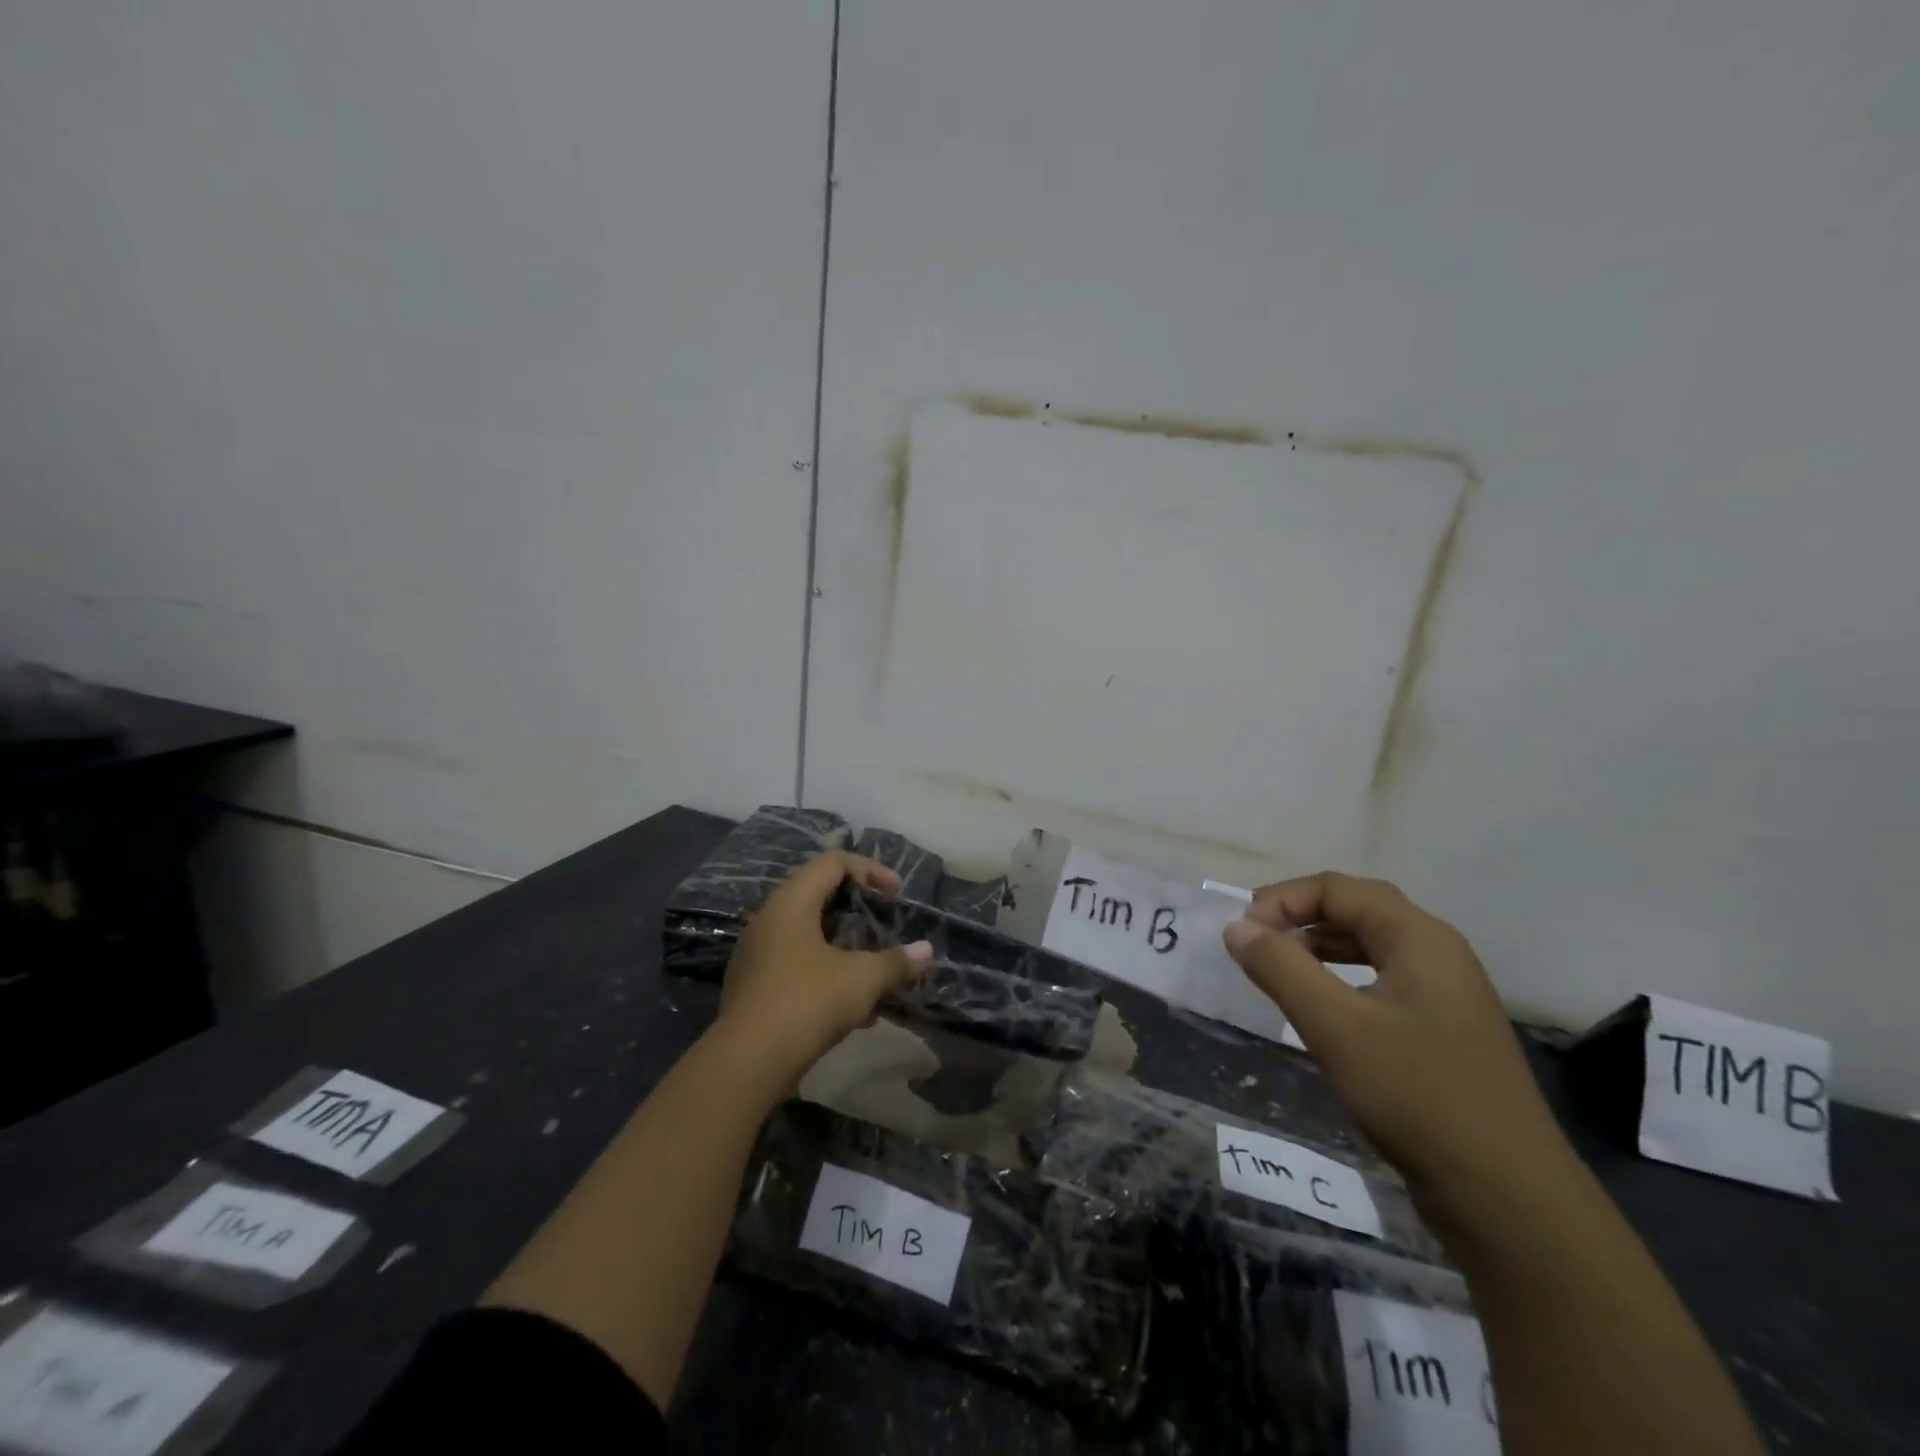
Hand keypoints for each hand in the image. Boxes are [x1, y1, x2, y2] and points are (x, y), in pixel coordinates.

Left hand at [719, 850, 931, 1082]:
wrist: (747, 1062)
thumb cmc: (808, 1002)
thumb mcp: (862, 979)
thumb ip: (896, 962)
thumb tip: (926, 952)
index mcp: (791, 901)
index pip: (832, 862)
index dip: (870, 869)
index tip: (896, 894)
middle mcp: (768, 918)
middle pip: (818, 896)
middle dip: (858, 911)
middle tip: (884, 926)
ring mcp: (756, 954)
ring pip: (808, 935)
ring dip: (845, 948)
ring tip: (875, 974)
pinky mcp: (753, 987)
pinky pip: (796, 965)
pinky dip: (826, 973)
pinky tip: (853, 1010)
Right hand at [1222, 873, 1570, 1218]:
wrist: (1508, 1201)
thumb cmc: (1419, 1096)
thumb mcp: (1336, 1026)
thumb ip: (1281, 968)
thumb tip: (1236, 926)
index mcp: (1420, 938)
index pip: (1339, 889)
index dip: (1284, 899)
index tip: (1243, 933)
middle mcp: (1437, 955)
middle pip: (1357, 910)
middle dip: (1299, 917)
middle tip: (1253, 942)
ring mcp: (1444, 996)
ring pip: (1368, 948)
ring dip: (1317, 948)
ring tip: (1276, 969)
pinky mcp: (1440, 1033)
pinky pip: (1379, 983)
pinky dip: (1338, 981)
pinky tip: (1317, 1009)